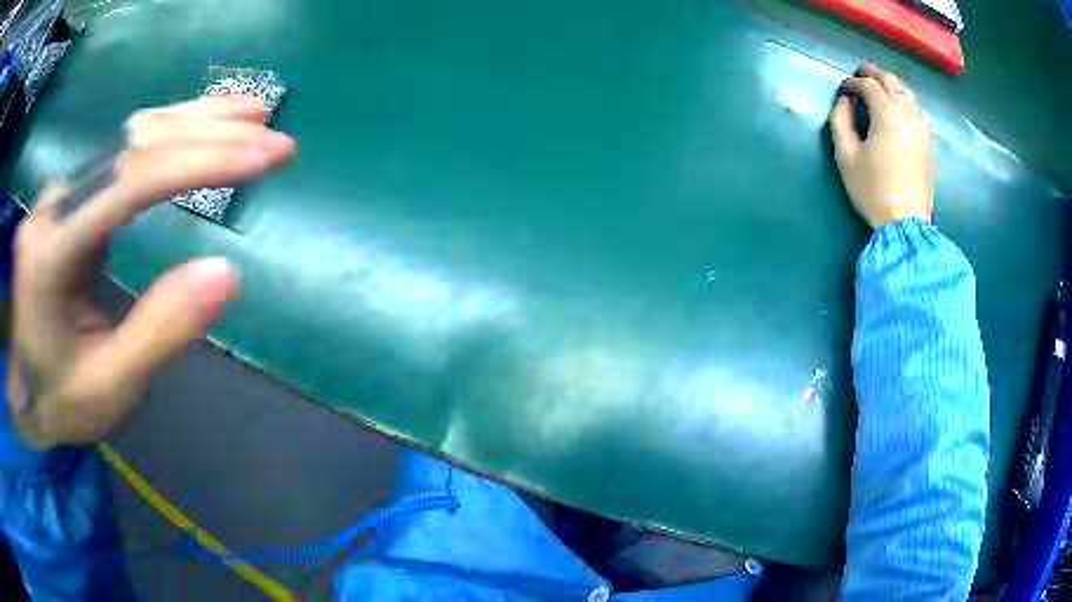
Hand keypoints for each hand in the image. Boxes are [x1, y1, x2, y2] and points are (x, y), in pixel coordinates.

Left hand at [7, 97, 295, 448]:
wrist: (25, 388)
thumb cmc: (62, 398)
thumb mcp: (110, 388)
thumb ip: (161, 331)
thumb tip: (228, 273)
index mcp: (52, 253)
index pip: (129, 184)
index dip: (198, 163)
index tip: (263, 157)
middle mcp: (53, 204)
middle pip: (134, 146)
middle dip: (207, 135)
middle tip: (273, 138)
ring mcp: (61, 193)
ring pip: (131, 136)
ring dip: (194, 120)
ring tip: (252, 114)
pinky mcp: (71, 195)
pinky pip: (123, 151)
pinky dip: (170, 133)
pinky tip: (202, 128)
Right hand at [829, 64, 933, 228]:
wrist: (906, 223)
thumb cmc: (873, 190)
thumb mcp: (846, 156)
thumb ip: (841, 121)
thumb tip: (844, 101)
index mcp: (886, 113)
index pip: (868, 85)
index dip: (852, 82)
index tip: (843, 90)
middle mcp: (907, 114)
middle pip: (891, 81)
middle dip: (874, 74)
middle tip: (860, 75)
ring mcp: (922, 128)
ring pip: (908, 94)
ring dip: (892, 86)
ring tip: (880, 89)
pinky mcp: (929, 143)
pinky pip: (918, 111)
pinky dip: (907, 103)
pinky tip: (901, 110)